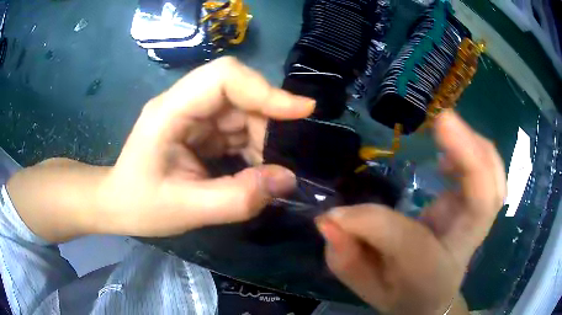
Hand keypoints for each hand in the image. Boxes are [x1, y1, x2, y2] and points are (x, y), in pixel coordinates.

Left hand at [99, 57, 314, 236]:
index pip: (223, 77)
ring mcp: (192, 114)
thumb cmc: (140, 206)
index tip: (301, 111)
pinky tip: (253, 170)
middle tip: (279, 160)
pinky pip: (236, 127)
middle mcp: (183, 103)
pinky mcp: (199, 128)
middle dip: (266, 123)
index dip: (265, 89)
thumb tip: (287, 179)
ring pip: (242, 110)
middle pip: (239, 92)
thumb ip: (238, 198)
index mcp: (169, 111)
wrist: (118, 204)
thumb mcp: (187, 210)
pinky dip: (252, 146)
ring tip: (265, 172)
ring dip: (261, 138)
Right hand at [315, 111, 505, 314]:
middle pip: (484, 200)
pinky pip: (490, 177)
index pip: (408, 242)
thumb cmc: (399, 294)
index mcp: (431, 274)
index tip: (337, 214)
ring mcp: (476, 225)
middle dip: (470, 155)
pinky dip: (479, 154)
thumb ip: (345, 258)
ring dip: (478, 148)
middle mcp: (462, 247)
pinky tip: (451, 152)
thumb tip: (328, 219)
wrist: (431, 302)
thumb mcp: (365, 284)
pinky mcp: (476, 210)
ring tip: (448, 127)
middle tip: (443, 121)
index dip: (372, 222)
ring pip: (494, 183)